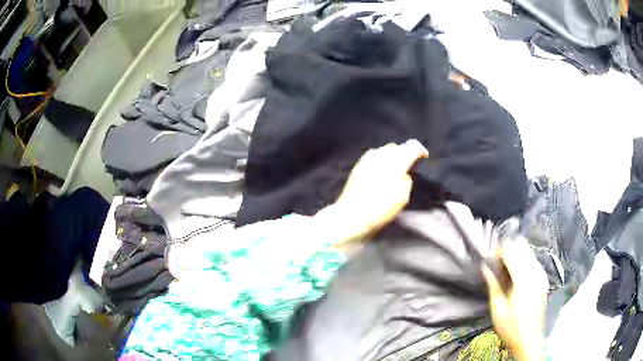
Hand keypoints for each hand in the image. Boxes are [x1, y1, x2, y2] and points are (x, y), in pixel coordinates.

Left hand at [324, 140, 427, 244]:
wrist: (352, 214)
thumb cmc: (381, 208)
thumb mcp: (403, 197)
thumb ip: (407, 179)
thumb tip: (404, 173)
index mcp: (397, 161)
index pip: (413, 146)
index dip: (420, 151)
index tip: (424, 158)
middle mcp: (383, 154)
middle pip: (399, 147)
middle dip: (406, 153)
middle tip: (409, 165)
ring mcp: (369, 158)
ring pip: (385, 150)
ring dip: (393, 156)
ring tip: (395, 168)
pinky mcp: (359, 164)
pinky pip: (374, 156)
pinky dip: (381, 160)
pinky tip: (380, 170)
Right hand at [482, 238, 547, 360]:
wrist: (530, 338)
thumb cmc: (511, 327)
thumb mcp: (497, 309)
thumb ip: (493, 285)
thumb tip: (484, 268)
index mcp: (523, 279)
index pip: (511, 252)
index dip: (499, 250)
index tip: (489, 257)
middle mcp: (534, 272)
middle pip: (521, 248)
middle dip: (508, 250)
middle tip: (496, 262)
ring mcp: (541, 274)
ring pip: (528, 252)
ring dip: (516, 254)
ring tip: (505, 266)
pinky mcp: (543, 279)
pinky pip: (533, 260)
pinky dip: (524, 260)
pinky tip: (517, 271)